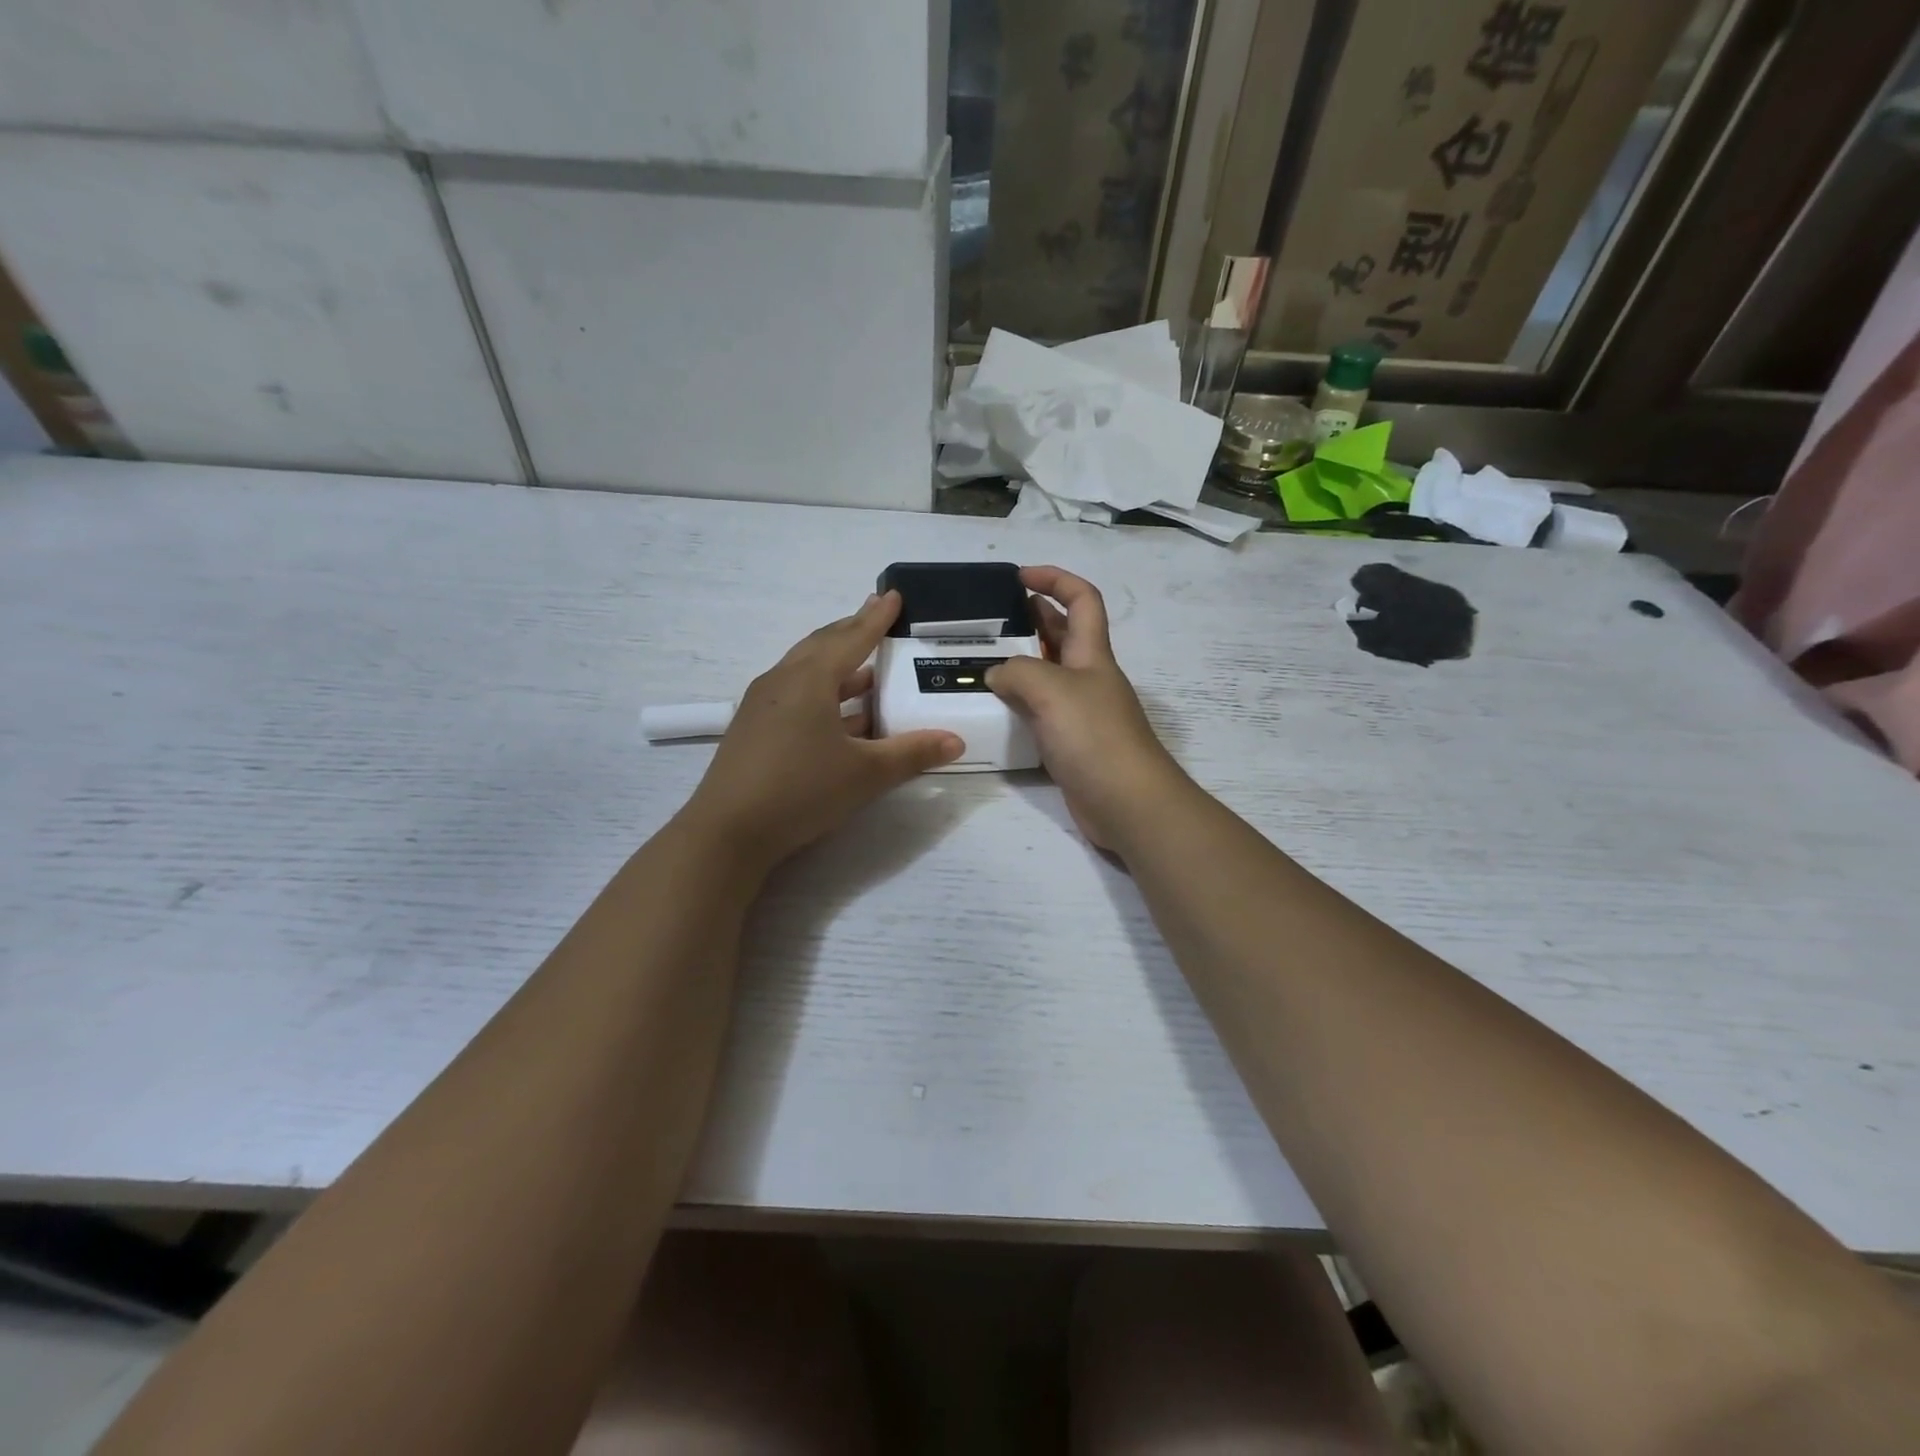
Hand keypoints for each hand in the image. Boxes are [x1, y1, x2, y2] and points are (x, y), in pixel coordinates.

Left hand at [681, 591, 964, 873]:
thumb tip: (956, 741)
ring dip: (838, 666)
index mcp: (810, 679)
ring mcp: (762, 704)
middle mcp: (782, 681)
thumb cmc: (801, 790)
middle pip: (823, 646)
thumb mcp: (866, 774)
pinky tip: (840, 715)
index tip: (892, 595)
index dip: (876, 618)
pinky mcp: (753, 728)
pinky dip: (822, 692)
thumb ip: (912, 753)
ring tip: (867, 668)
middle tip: (877, 619)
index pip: (851, 638)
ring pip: (806, 671)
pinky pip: (795, 694)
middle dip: (852, 632)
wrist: (728, 832)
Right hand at [987, 566, 1188, 853]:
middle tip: (987, 620)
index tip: (1019, 576)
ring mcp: (1079, 712)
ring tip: (976, 661)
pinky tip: (990, 708)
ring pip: (1046, 674)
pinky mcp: (1068, 743)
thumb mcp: (1053, 690)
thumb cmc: (1095, 737)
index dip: (1055, 579)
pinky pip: (1038, 711)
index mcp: (1092, 654)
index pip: (1081, 599)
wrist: (1127, 803)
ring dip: (1017, 663)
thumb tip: (996, 674)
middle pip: (1061, 634)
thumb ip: (1018, 672)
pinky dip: (1016, 704)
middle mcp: (1087, 677)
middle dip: (1030, 618)